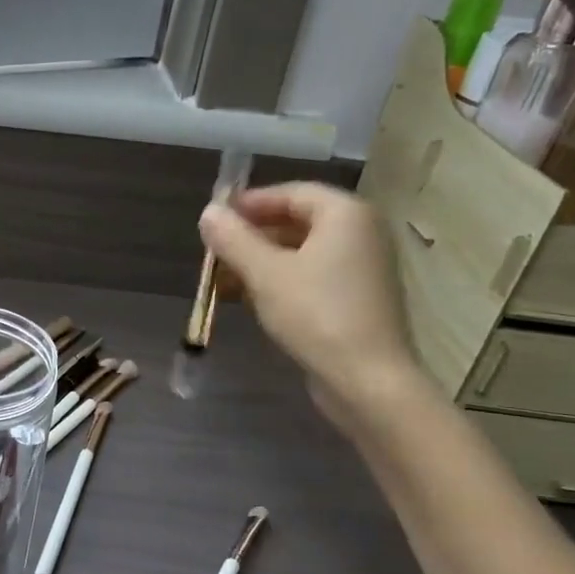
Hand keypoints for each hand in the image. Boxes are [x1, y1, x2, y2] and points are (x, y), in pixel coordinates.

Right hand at [199, 183, 424, 426]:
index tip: (215, 218)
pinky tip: (247, 300)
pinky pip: (311, 277)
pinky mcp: (356, 299)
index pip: (291, 193)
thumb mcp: (265, 273)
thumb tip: (208, 212)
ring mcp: (361, 268)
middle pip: (296, 222)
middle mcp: (360, 233)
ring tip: (221, 279)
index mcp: (345, 214)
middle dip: (251, 236)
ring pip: (301, 253)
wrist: (366, 380)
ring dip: (260, 262)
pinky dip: (279, 282)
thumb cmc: (315, 314)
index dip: (249, 203)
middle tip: (214, 251)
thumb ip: (233, 239)